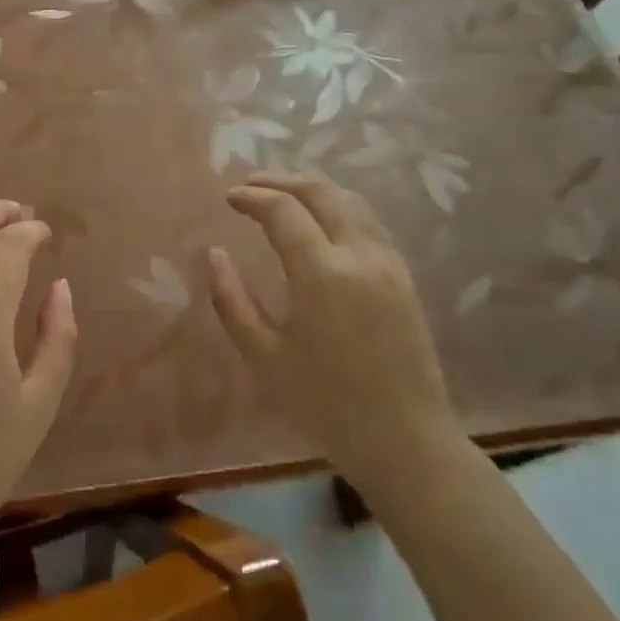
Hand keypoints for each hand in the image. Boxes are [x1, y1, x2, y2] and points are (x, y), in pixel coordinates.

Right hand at [208, 173, 462, 514]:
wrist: (405, 440)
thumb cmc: (325, 404)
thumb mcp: (263, 357)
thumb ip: (232, 301)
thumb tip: (215, 254)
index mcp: (321, 273)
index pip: (283, 210)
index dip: (252, 197)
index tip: (229, 198)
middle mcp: (359, 255)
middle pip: (320, 192)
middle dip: (281, 180)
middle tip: (251, 185)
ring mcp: (388, 262)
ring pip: (350, 200)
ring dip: (313, 189)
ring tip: (283, 194)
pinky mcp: (404, 276)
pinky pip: (369, 221)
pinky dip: (339, 206)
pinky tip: (322, 222)